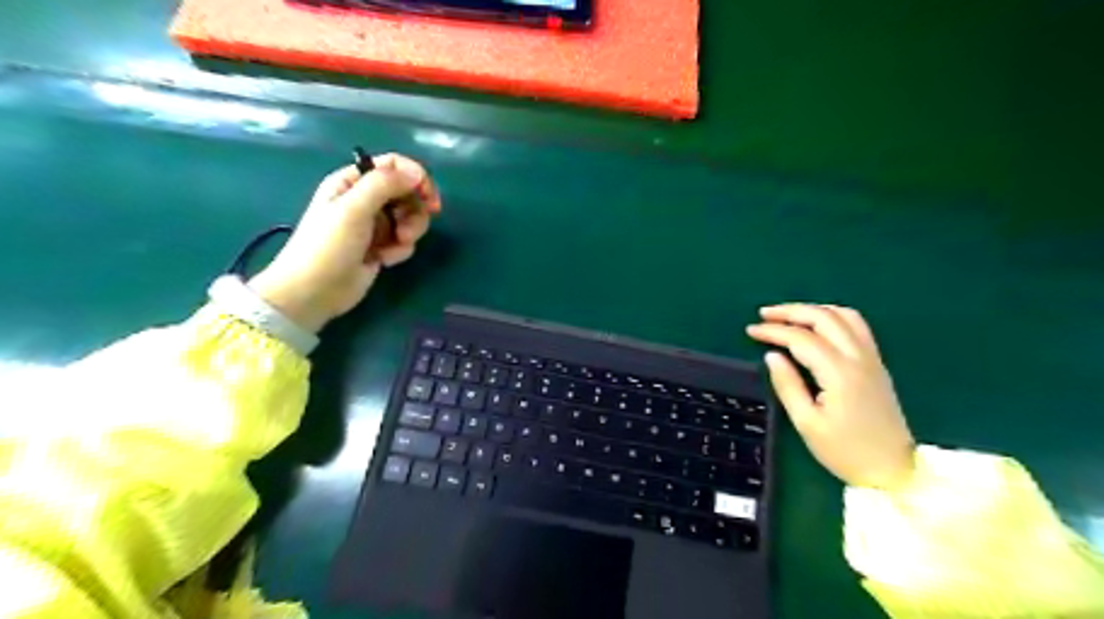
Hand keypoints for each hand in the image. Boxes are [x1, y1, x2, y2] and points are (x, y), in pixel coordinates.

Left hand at [251, 152, 438, 332]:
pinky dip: (400, 249)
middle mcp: (365, 199)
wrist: (314, 291)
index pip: (393, 166)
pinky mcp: (381, 246)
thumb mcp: (353, 209)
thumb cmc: (328, 246)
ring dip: (409, 232)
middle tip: (408, 230)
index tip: (429, 198)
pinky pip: (404, 240)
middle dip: (414, 211)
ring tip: (396, 246)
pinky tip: (384, 260)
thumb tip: (416, 173)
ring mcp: (375, 224)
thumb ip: (384, 184)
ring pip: (410, 218)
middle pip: (407, 192)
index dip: (416, 177)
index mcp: (353, 182)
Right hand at [750, 302, 914, 487]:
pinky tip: (818, 324)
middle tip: (765, 314)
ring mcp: (872, 358)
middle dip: (791, 311)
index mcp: (839, 374)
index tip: (751, 331)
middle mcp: (858, 358)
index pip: (801, 339)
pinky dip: (833, 316)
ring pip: (844, 316)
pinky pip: (857, 326)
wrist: (894, 470)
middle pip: (824, 318)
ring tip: (788, 316)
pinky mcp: (877, 364)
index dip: (774, 331)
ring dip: (813, 310)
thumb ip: (787, 386)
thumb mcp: (807, 424)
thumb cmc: (845, 452)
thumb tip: (772, 356)